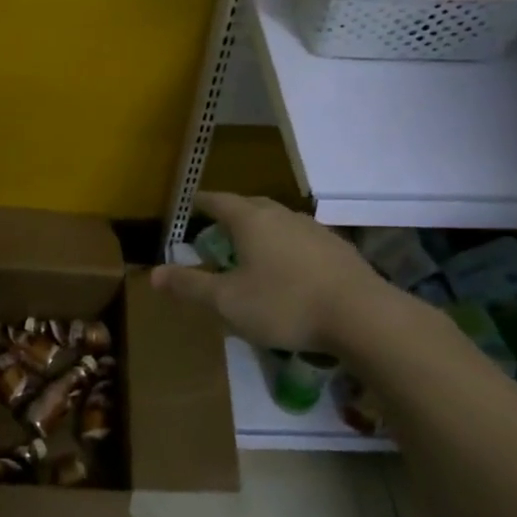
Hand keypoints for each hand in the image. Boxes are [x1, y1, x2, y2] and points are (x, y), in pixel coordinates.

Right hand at [150, 192, 415, 356]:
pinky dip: (288, 247)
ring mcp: (315, 231)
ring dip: (263, 229)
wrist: (362, 316)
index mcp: (251, 221)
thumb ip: (190, 286)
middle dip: (233, 213)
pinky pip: (303, 240)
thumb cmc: (284, 304)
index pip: (220, 201)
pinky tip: (290, 270)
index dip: (203, 201)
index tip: (191, 203)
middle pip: (252, 205)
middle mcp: (282, 216)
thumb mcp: (227, 301)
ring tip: (252, 248)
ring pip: (280, 221)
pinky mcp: (339, 250)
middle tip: (218, 225)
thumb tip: (154, 273)